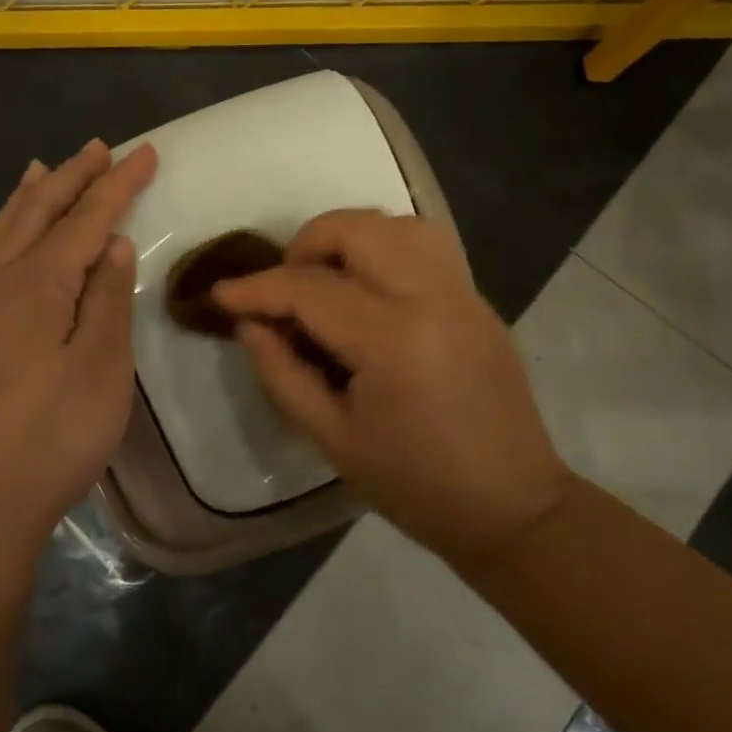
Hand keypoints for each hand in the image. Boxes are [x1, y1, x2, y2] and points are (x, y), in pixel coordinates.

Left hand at [0, 139, 157, 552]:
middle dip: (74, 177)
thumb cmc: (54, 433)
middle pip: (41, 212)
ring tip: (44, 168)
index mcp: (40, 282)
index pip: (86, 218)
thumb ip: (107, 298)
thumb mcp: (101, 365)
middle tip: (100, 148)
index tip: (146, 152)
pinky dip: (7, 230)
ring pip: (8, 231)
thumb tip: (113, 243)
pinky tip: (11, 238)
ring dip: (32, 196)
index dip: (118, 184)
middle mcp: (4, 281)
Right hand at [214, 210, 571, 566]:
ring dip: (351, 237)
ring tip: (326, 279)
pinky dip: (387, 247)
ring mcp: (463, 294)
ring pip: (399, 224)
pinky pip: (428, 246)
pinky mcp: (479, 301)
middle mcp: (431, 297)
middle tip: (283, 287)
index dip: (256, 288)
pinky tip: (370, 288)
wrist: (511, 507)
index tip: (221, 295)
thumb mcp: (332, 439)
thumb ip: (282, 374)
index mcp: (392, 339)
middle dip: (305, 244)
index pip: (309, 289)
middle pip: (357, 230)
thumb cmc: (414, 485)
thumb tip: (250, 325)